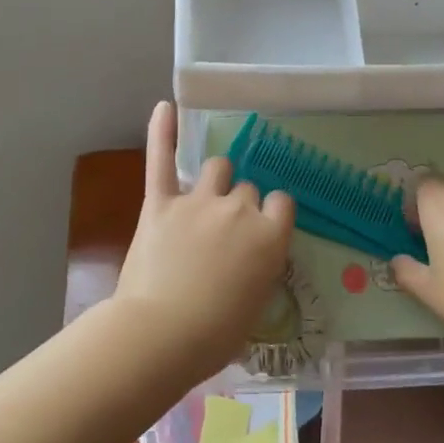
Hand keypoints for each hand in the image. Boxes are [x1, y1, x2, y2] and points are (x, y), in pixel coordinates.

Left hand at [113, 102, 295, 380]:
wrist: (163, 335)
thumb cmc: (216, 335)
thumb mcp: (257, 305)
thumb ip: (261, 269)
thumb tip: (252, 259)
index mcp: (270, 236)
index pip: (282, 203)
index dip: (271, 215)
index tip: (262, 230)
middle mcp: (240, 209)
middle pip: (248, 188)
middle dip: (241, 204)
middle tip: (226, 232)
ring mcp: (199, 201)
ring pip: (218, 167)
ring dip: (216, 178)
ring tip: (206, 195)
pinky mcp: (161, 203)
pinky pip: (162, 159)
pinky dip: (161, 132)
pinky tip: (164, 107)